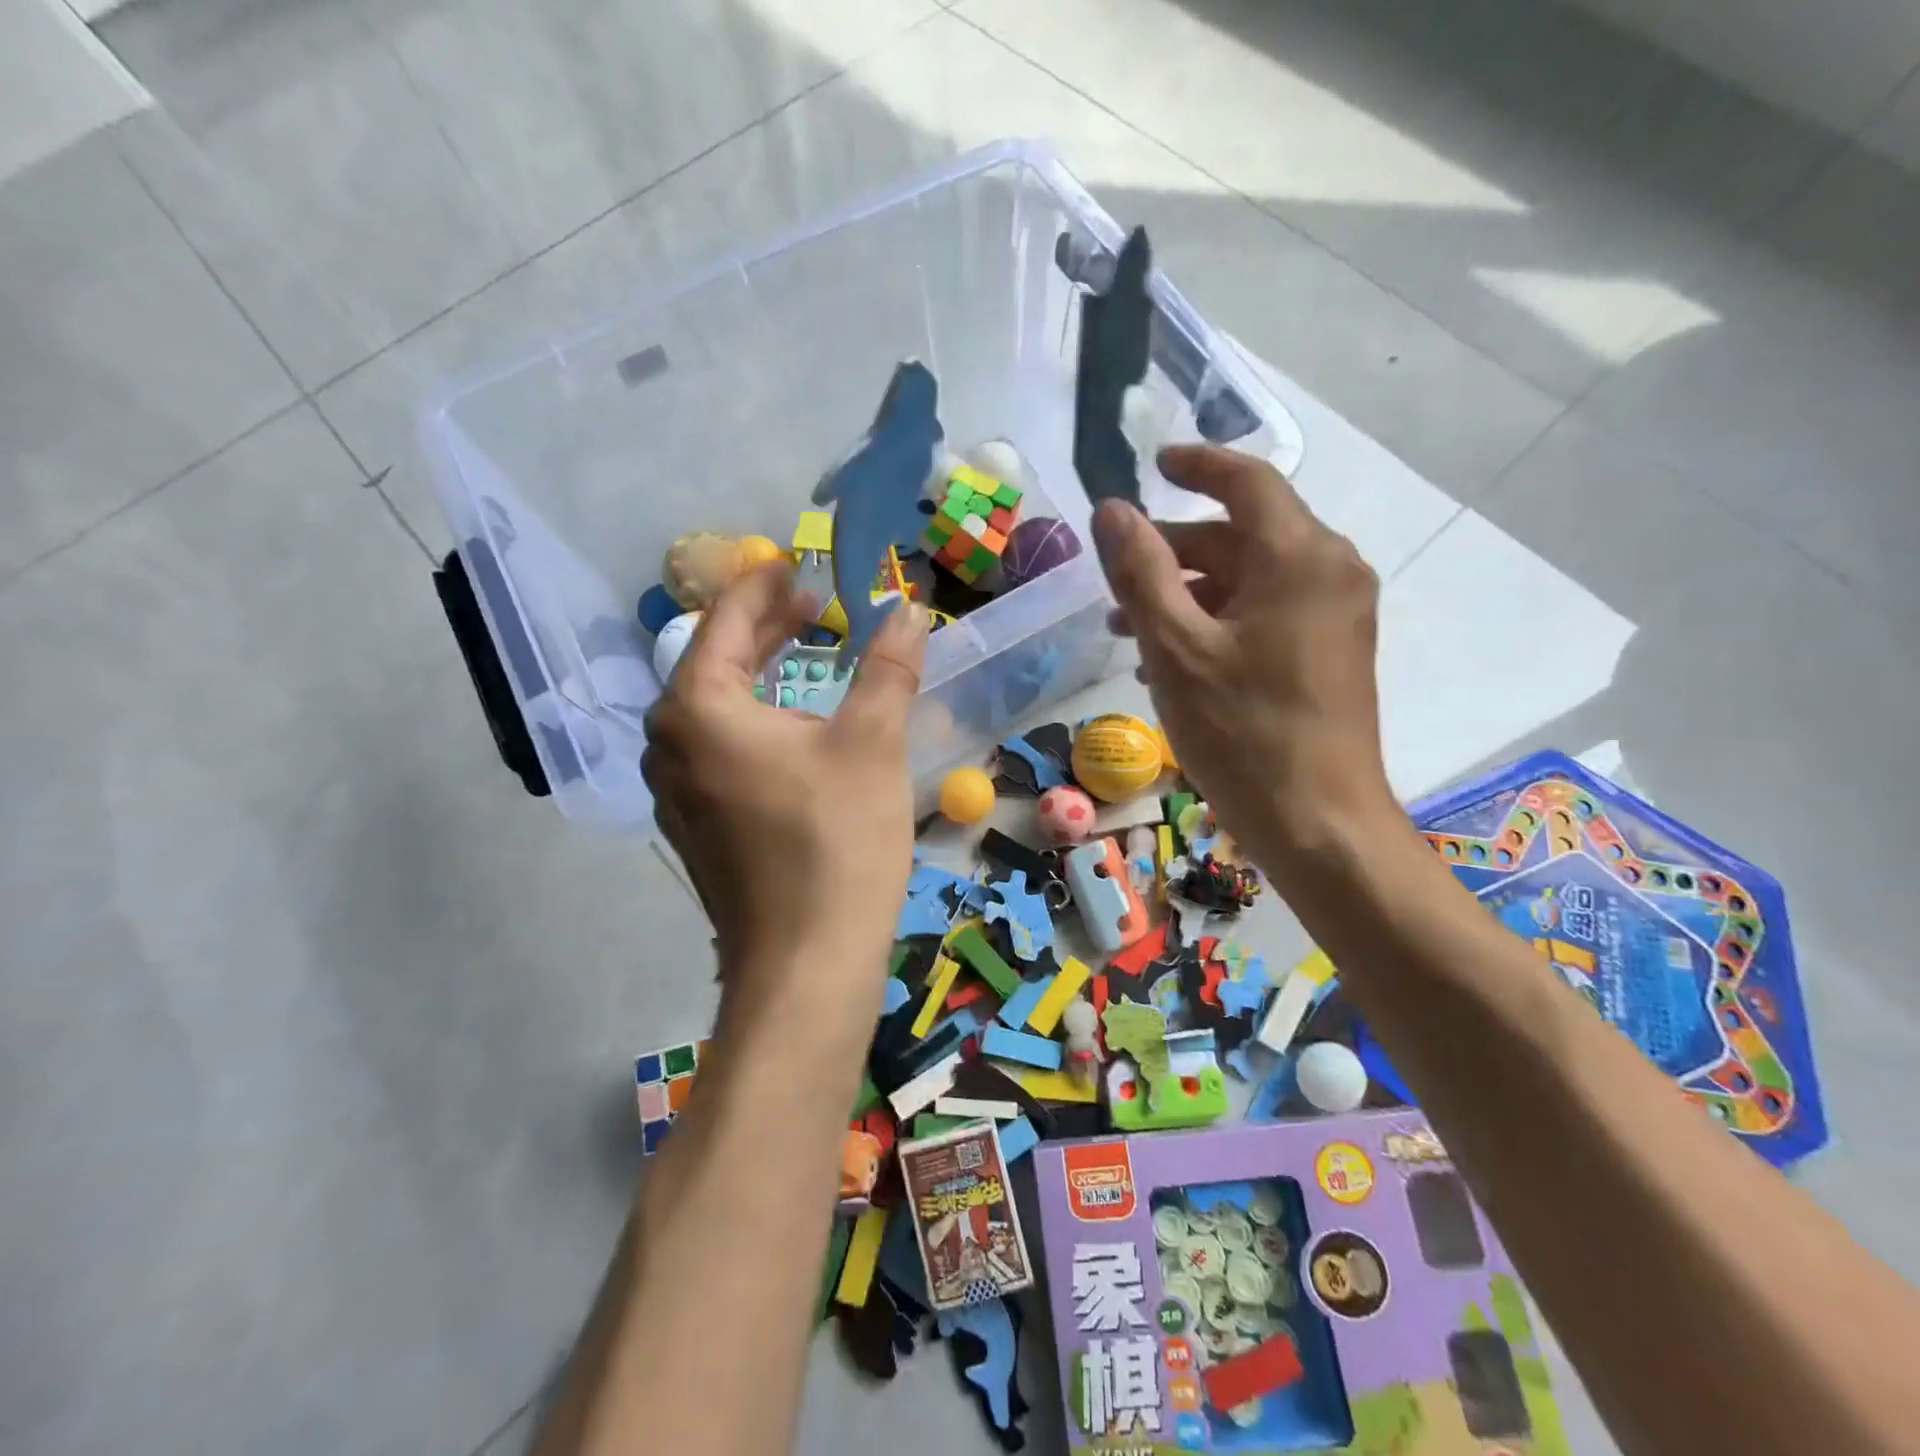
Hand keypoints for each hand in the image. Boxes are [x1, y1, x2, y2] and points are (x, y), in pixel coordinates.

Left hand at [642, 564, 929, 983]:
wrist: (806, 964)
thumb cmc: (837, 841)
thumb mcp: (871, 742)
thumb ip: (887, 667)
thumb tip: (908, 609)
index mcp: (699, 707)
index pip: (727, 620)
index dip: (766, 584)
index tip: (800, 562)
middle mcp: (671, 742)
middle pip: (716, 661)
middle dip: (766, 627)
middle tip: (814, 604)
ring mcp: (678, 790)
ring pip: (717, 707)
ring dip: (763, 673)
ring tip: (808, 653)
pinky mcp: (699, 825)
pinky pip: (720, 747)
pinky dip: (756, 719)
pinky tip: (795, 726)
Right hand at [1094, 445, 1395, 884]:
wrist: (1320, 821)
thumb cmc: (1244, 732)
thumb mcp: (1176, 648)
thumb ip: (1141, 572)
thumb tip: (1113, 510)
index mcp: (1300, 557)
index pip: (1247, 482)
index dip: (1197, 465)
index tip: (1154, 464)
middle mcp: (1329, 570)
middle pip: (1243, 535)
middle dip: (1175, 551)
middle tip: (1117, 579)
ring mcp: (1336, 613)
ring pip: (1250, 578)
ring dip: (1189, 592)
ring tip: (1129, 629)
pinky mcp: (1332, 649)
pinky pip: (1267, 612)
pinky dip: (1218, 620)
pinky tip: (1172, 659)